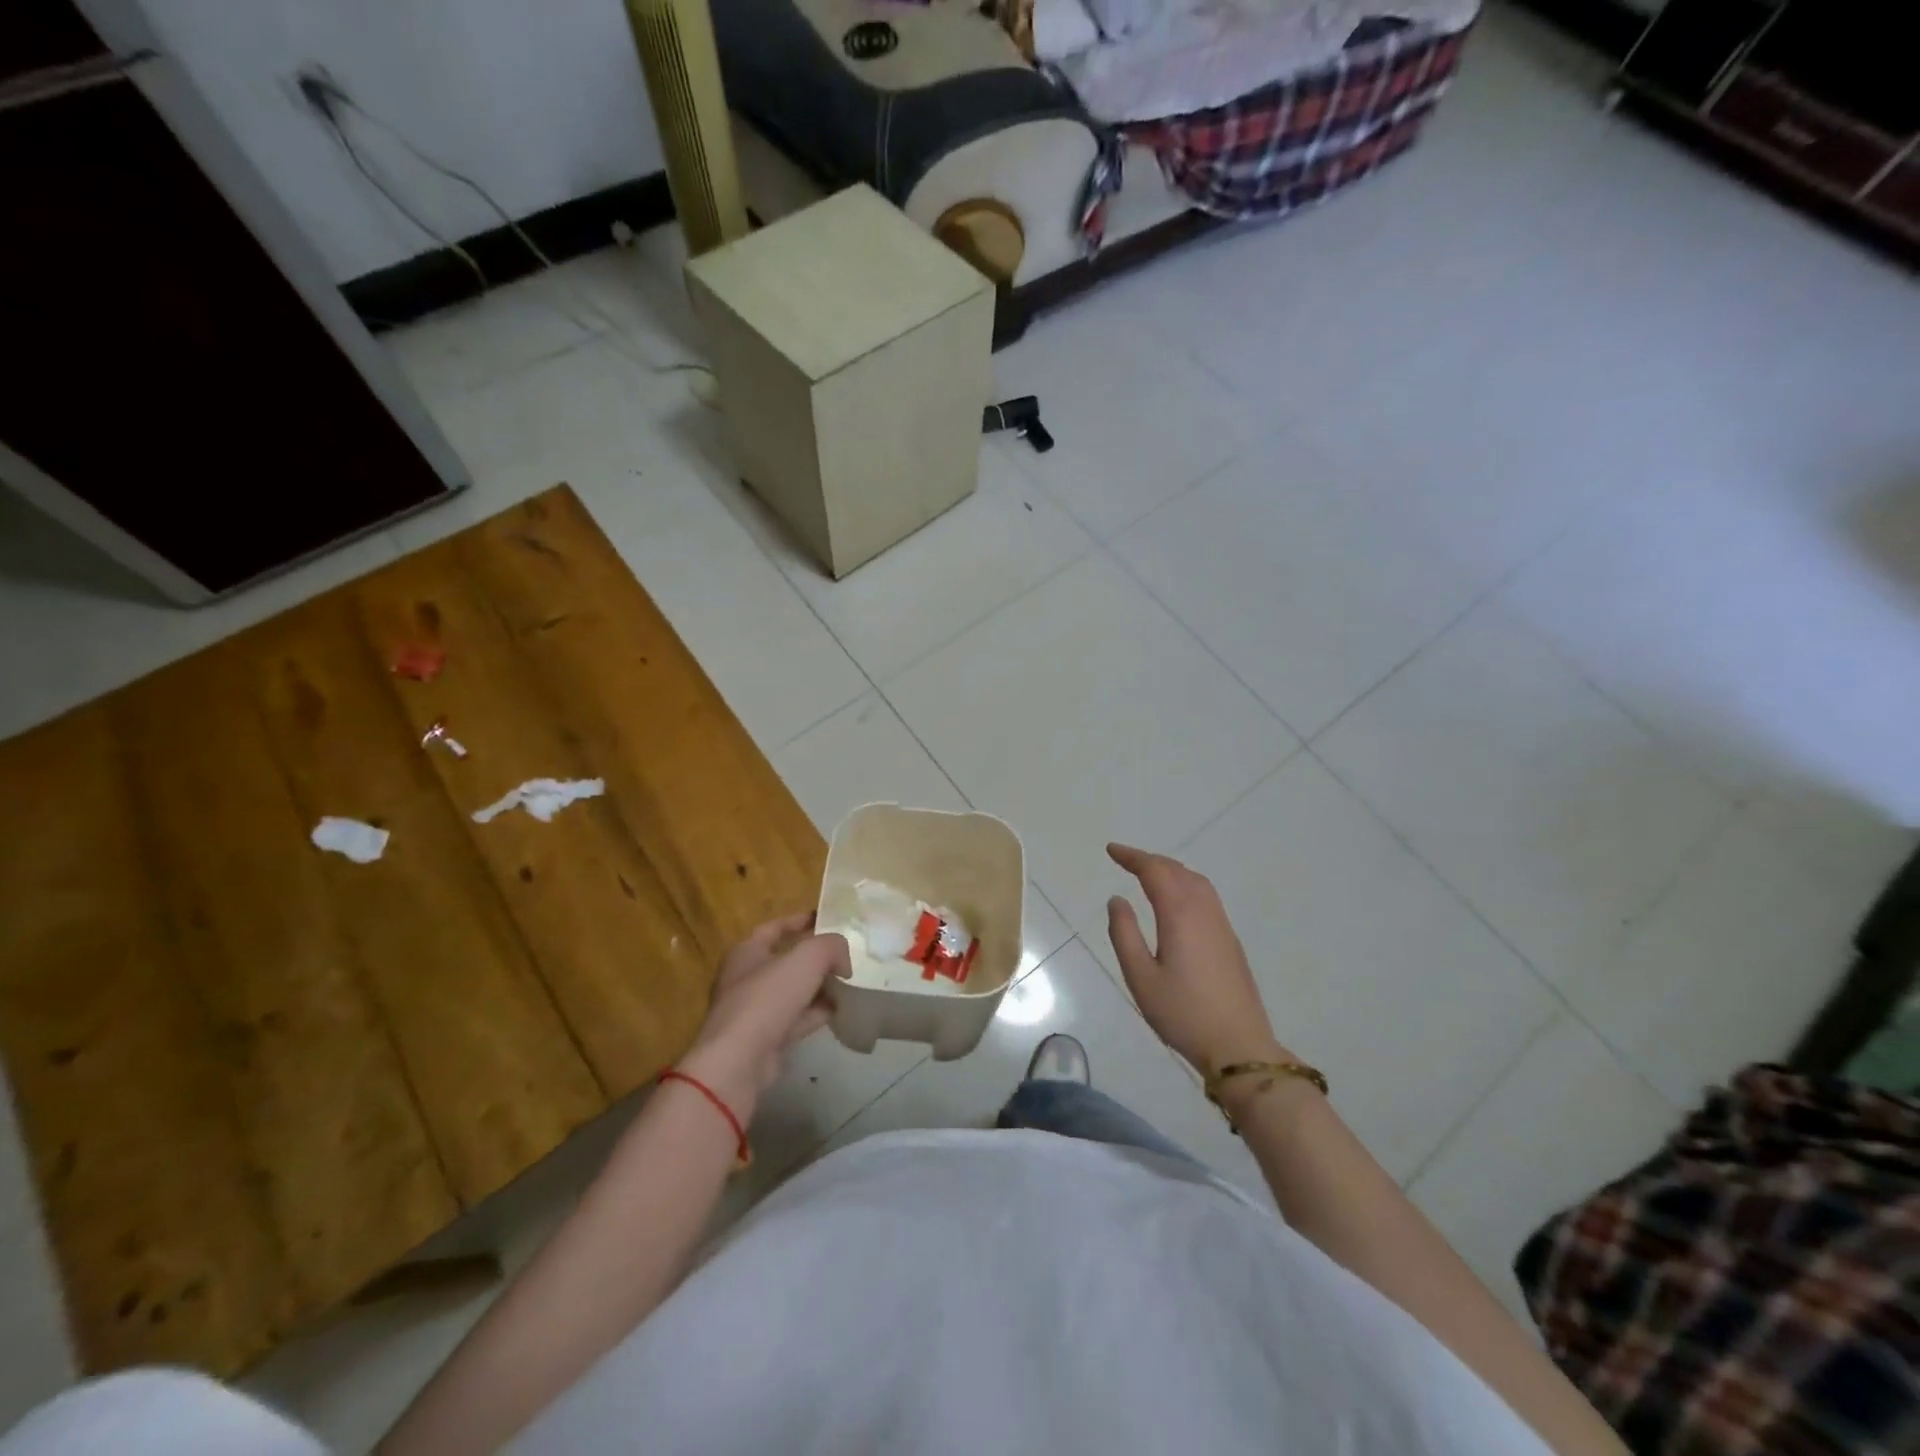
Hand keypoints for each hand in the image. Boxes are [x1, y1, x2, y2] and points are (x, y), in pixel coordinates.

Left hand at [678, 913, 849, 1121]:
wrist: (739, 1061)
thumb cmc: (767, 998)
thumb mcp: (807, 958)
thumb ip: (831, 947)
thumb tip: (843, 960)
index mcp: (746, 952)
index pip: (775, 928)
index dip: (800, 920)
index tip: (826, 919)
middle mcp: (745, 979)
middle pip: (786, 961)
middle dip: (815, 958)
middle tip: (843, 955)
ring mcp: (754, 1012)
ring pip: (793, 992)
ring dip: (819, 987)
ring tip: (848, 983)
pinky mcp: (764, 1039)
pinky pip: (796, 1019)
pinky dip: (816, 1013)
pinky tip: (839, 1011)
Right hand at [1105, 843, 1292, 1079]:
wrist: (1239, 1047)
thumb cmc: (1182, 1013)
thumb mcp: (1140, 977)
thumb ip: (1124, 933)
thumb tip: (1117, 900)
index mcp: (1180, 915)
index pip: (1155, 871)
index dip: (1132, 857)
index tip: (1111, 850)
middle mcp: (1204, 911)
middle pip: (1177, 871)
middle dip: (1150, 860)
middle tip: (1125, 860)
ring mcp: (1222, 925)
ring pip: (1196, 881)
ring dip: (1171, 870)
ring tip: (1148, 874)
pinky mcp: (1230, 941)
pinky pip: (1206, 896)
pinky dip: (1186, 884)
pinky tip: (1176, 901)